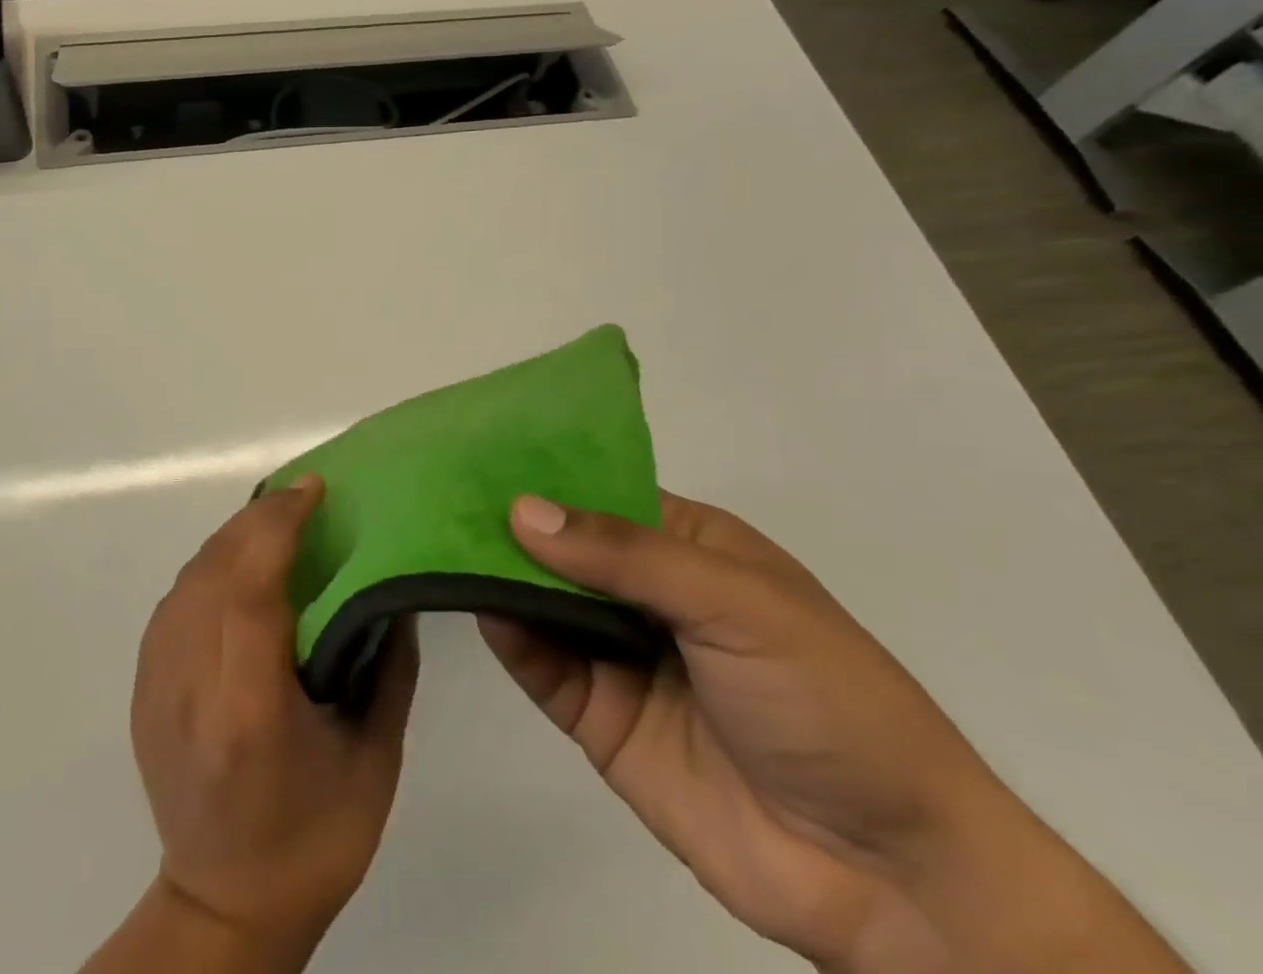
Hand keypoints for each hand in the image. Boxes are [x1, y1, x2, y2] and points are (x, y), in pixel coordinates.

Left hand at [128, 476, 417, 962]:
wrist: (223, 908)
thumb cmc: (314, 839)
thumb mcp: (374, 758)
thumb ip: (389, 666)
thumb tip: (393, 588)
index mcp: (248, 709)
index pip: (251, 588)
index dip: (279, 525)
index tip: (313, 490)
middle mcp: (191, 686)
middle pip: (214, 569)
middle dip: (259, 517)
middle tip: (303, 495)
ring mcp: (156, 685)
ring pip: (189, 577)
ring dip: (233, 536)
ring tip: (276, 521)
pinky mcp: (142, 687)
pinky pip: (175, 600)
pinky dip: (210, 566)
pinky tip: (241, 564)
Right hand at [480, 492, 1190, 973]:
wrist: (890, 876)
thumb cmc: (827, 699)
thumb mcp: (736, 603)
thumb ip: (625, 555)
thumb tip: (523, 509)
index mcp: (689, 547)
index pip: (602, 492)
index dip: (547, 472)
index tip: (479, 449)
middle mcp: (646, 592)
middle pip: (564, 546)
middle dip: (510, 522)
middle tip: (437, 489)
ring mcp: (620, 654)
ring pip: (543, 601)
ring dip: (498, 573)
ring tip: (436, 536)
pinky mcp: (599, 716)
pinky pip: (542, 665)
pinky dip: (508, 634)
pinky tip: (473, 604)